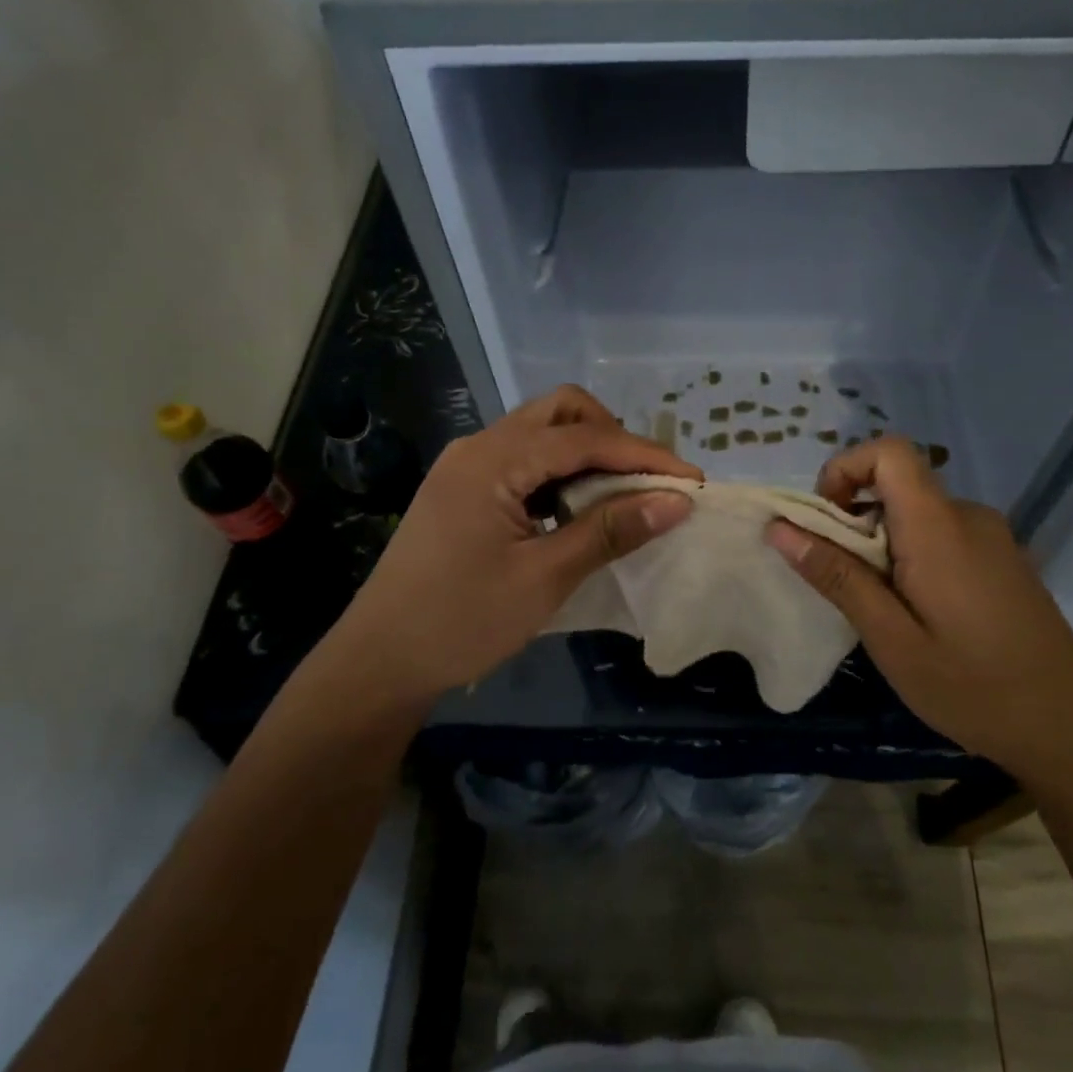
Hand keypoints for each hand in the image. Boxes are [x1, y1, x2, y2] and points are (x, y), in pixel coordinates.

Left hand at [319, 385, 699, 708]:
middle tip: (649, 482)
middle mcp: (479, 447)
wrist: (380, 660)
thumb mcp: (544, 577)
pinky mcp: (464, 489)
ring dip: (588, 454)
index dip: (644, 456)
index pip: (585, 439)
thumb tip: (676, 501)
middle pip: (560, 412)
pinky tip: (579, 509)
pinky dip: (561, 473)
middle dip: (613, 438)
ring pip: (541, 432)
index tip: (693, 481)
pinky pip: (524, 460)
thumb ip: (610, 531)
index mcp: (493, 460)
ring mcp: (467, 466)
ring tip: (623, 496)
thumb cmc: (461, 621)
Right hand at [764, 437, 1072, 775]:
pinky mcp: (1003, 559)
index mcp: (939, 526)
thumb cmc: (973, 686)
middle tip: (842, 584)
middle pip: (897, 484)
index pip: (889, 451)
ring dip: (882, 544)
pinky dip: (911, 556)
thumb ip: (837, 576)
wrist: (1071, 726)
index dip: (845, 469)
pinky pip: (942, 535)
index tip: (822, 521)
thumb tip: (780, 528)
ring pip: (917, 514)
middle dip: (854, 520)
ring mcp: (992, 537)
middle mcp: (968, 516)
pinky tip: (918, 615)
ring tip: (880, 610)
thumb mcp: (890, 639)